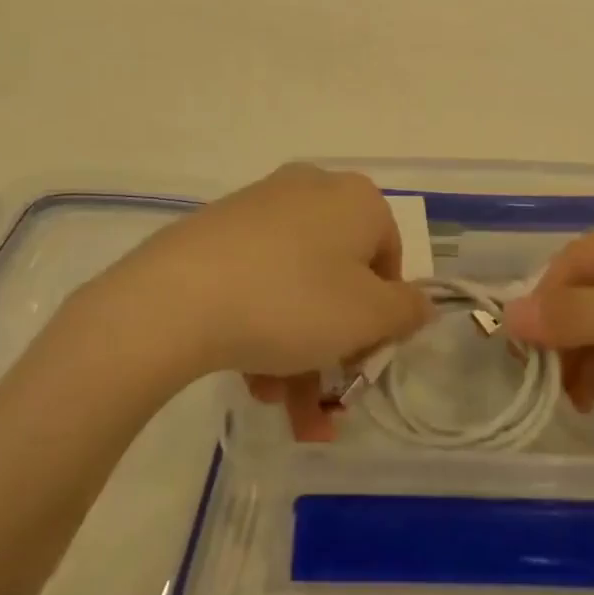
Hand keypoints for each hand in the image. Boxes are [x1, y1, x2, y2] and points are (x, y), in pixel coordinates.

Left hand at [82, 166, 431, 437]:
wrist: (177, 297)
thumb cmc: (293, 302)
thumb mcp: (368, 317)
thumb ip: (407, 312)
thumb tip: (417, 304)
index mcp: (356, 199)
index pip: (389, 263)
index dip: (381, 319)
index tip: (360, 361)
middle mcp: (311, 190)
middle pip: (339, 281)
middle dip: (333, 349)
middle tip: (321, 403)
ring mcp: (259, 207)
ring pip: (297, 288)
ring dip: (297, 352)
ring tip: (275, 404)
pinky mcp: (217, 229)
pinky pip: (258, 280)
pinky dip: (262, 326)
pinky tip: (248, 376)